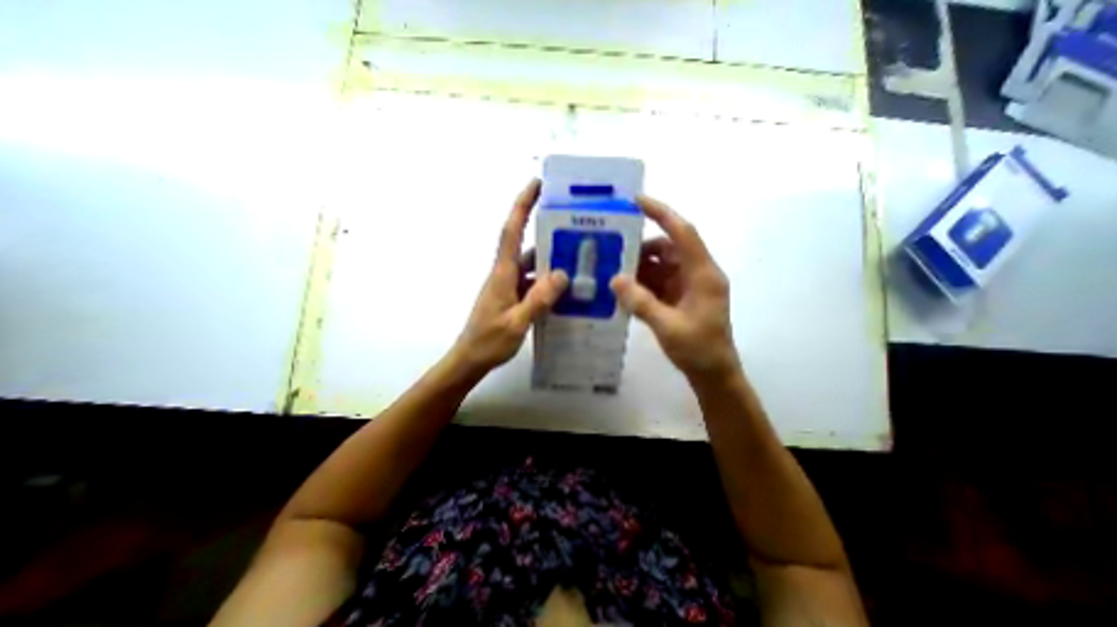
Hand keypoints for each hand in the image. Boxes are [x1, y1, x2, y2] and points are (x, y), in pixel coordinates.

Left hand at [449, 179, 567, 374]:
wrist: (471, 359)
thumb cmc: (488, 341)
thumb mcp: (516, 323)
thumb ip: (538, 300)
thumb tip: (561, 274)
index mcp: (502, 273)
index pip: (511, 231)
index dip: (522, 205)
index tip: (537, 185)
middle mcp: (506, 273)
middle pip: (526, 244)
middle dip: (547, 231)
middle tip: (575, 225)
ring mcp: (509, 286)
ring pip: (533, 265)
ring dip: (551, 260)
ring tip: (579, 259)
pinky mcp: (513, 297)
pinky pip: (534, 283)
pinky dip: (549, 282)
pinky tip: (567, 290)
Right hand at [611, 197, 738, 382]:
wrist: (713, 374)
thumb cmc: (698, 350)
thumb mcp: (668, 327)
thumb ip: (641, 303)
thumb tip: (615, 279)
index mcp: (703, 274)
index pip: (683, 232)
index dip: (661, 213)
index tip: (636, 201)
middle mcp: (697, 274)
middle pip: (668, 248)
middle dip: (641, 248)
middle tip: (613, 251)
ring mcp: (688, 286)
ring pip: (661, 265)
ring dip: (639, 267)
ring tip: (613, 272)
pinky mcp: (680, 297)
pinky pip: (658, 281)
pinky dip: (642, 283)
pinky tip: (624, 289)